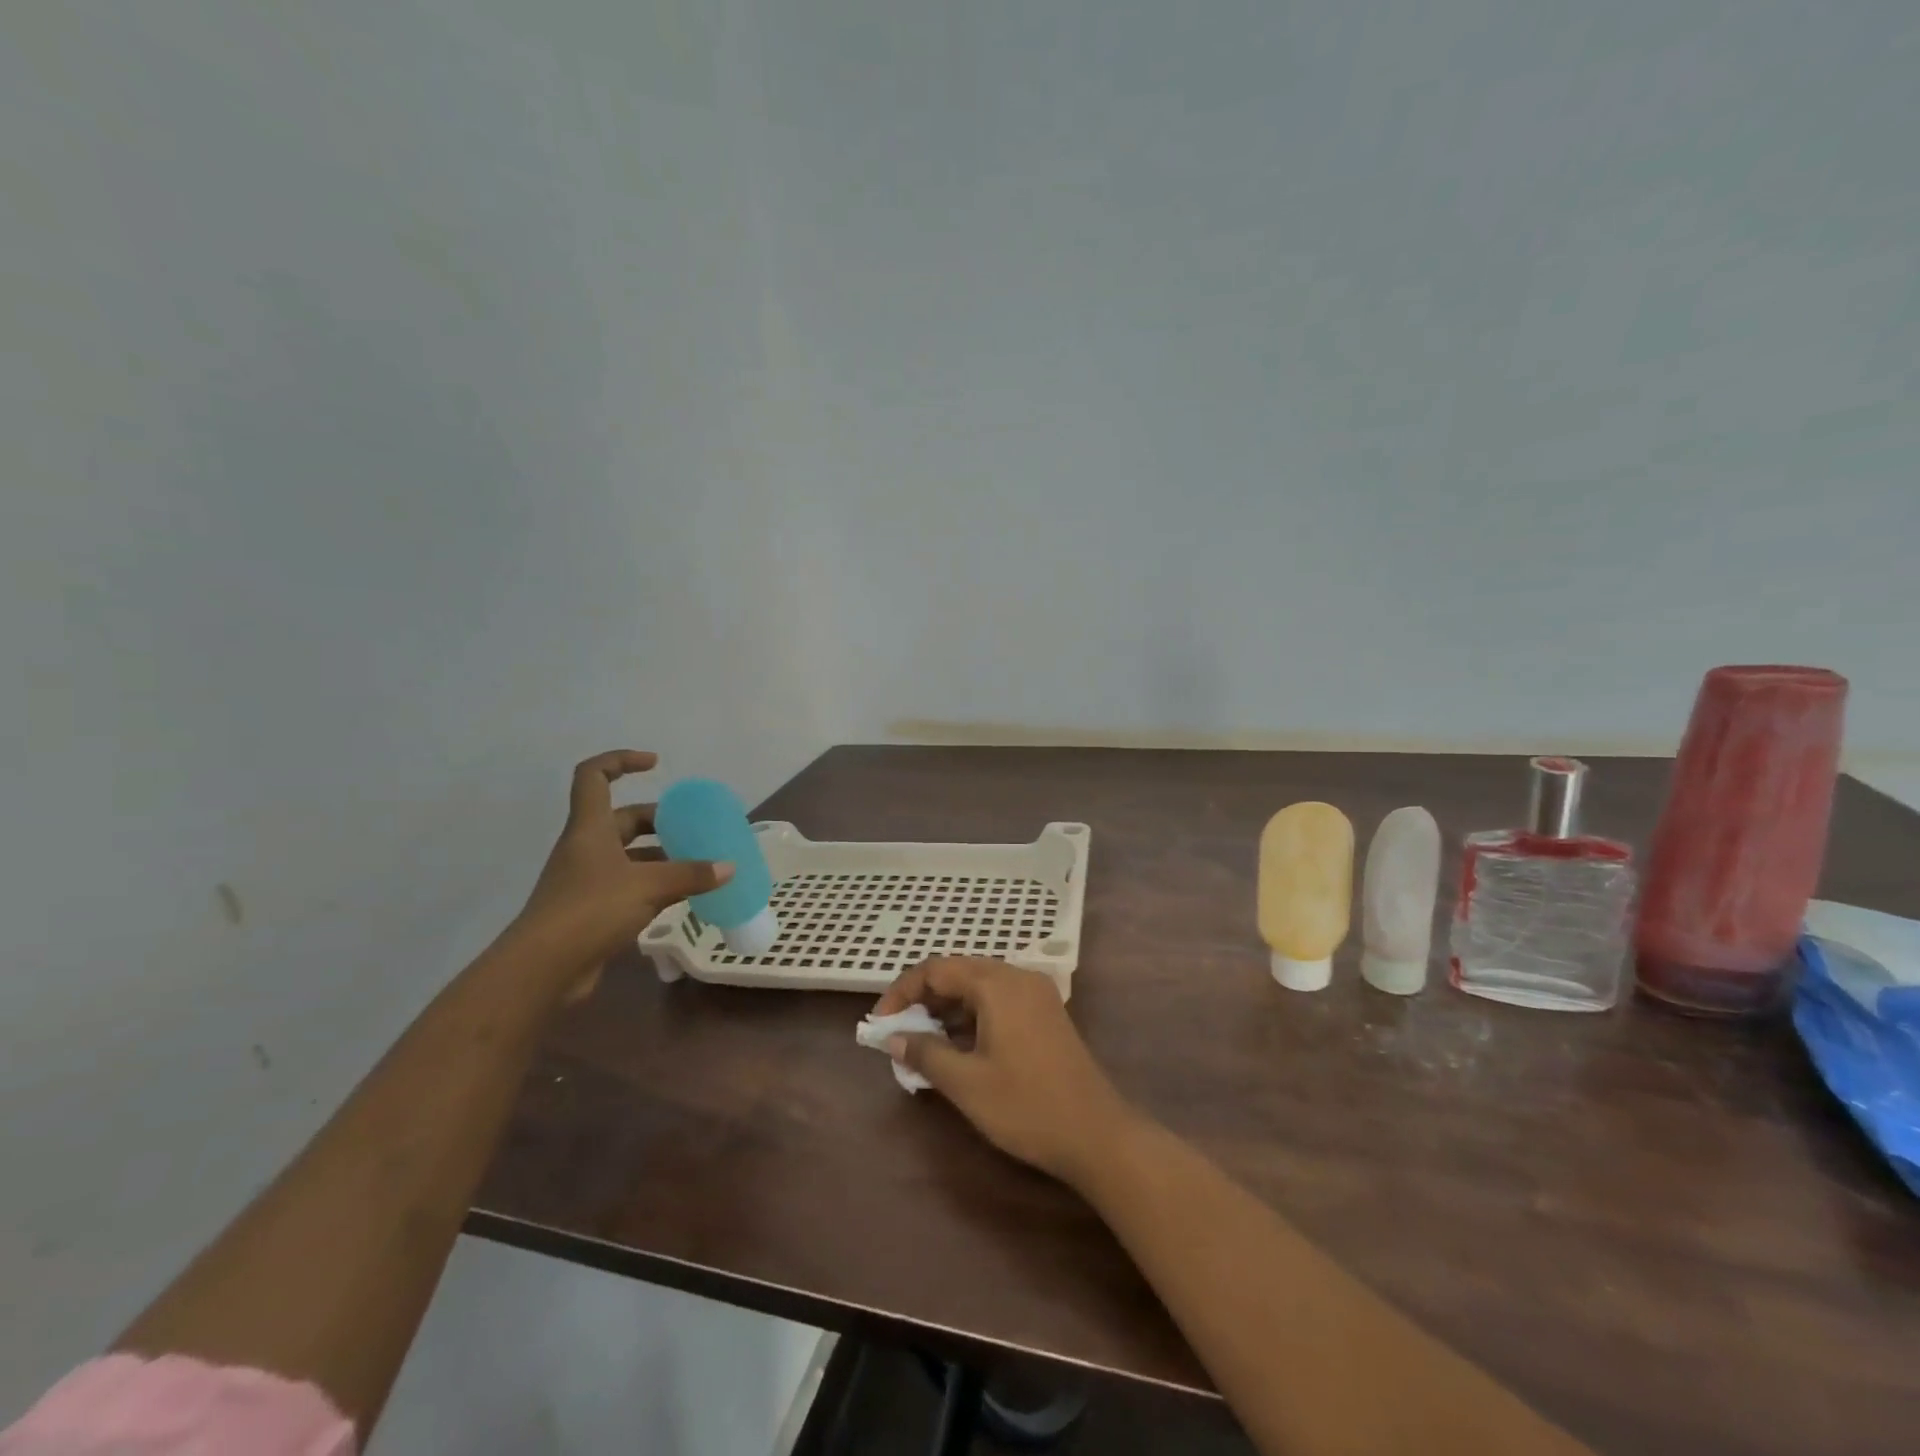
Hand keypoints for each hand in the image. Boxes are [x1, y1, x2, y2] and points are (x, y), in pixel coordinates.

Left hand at [516, 751, 731, 998]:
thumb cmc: (591, 910)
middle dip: (658, 819)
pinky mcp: (593, 911)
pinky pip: (630, 887)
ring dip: (661, 856)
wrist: (543, 969)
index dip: (621, 761)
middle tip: (693, 827)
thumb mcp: (649, 886)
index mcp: (590, 829)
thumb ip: (690, 874)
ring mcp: (588, 881)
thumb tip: (728, 867)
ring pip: (630, 856)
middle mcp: (587, 848)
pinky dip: (656, 886)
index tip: (655, 764)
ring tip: (699, 863)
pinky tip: (684, 896)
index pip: (595, 776)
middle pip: (622, 820)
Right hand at [873, 957, 1136, 1185]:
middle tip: (899, 1033)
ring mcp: (1036, 993)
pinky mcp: (1045, 1013)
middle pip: (958, 972)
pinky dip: (972, 1015)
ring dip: (948, 1008)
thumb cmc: (1026, 1106)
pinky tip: (960, 1047)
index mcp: (997, 984)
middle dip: (924, 999)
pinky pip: (998, 1000)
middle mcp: (1017, 977)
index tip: (880, 1024)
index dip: (902, 991)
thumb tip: (894, 1037)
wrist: (1097, 1134)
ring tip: (924, 1043)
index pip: (936, 969)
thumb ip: (925, 1053)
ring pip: (979, 986)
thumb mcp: (966, 1083)